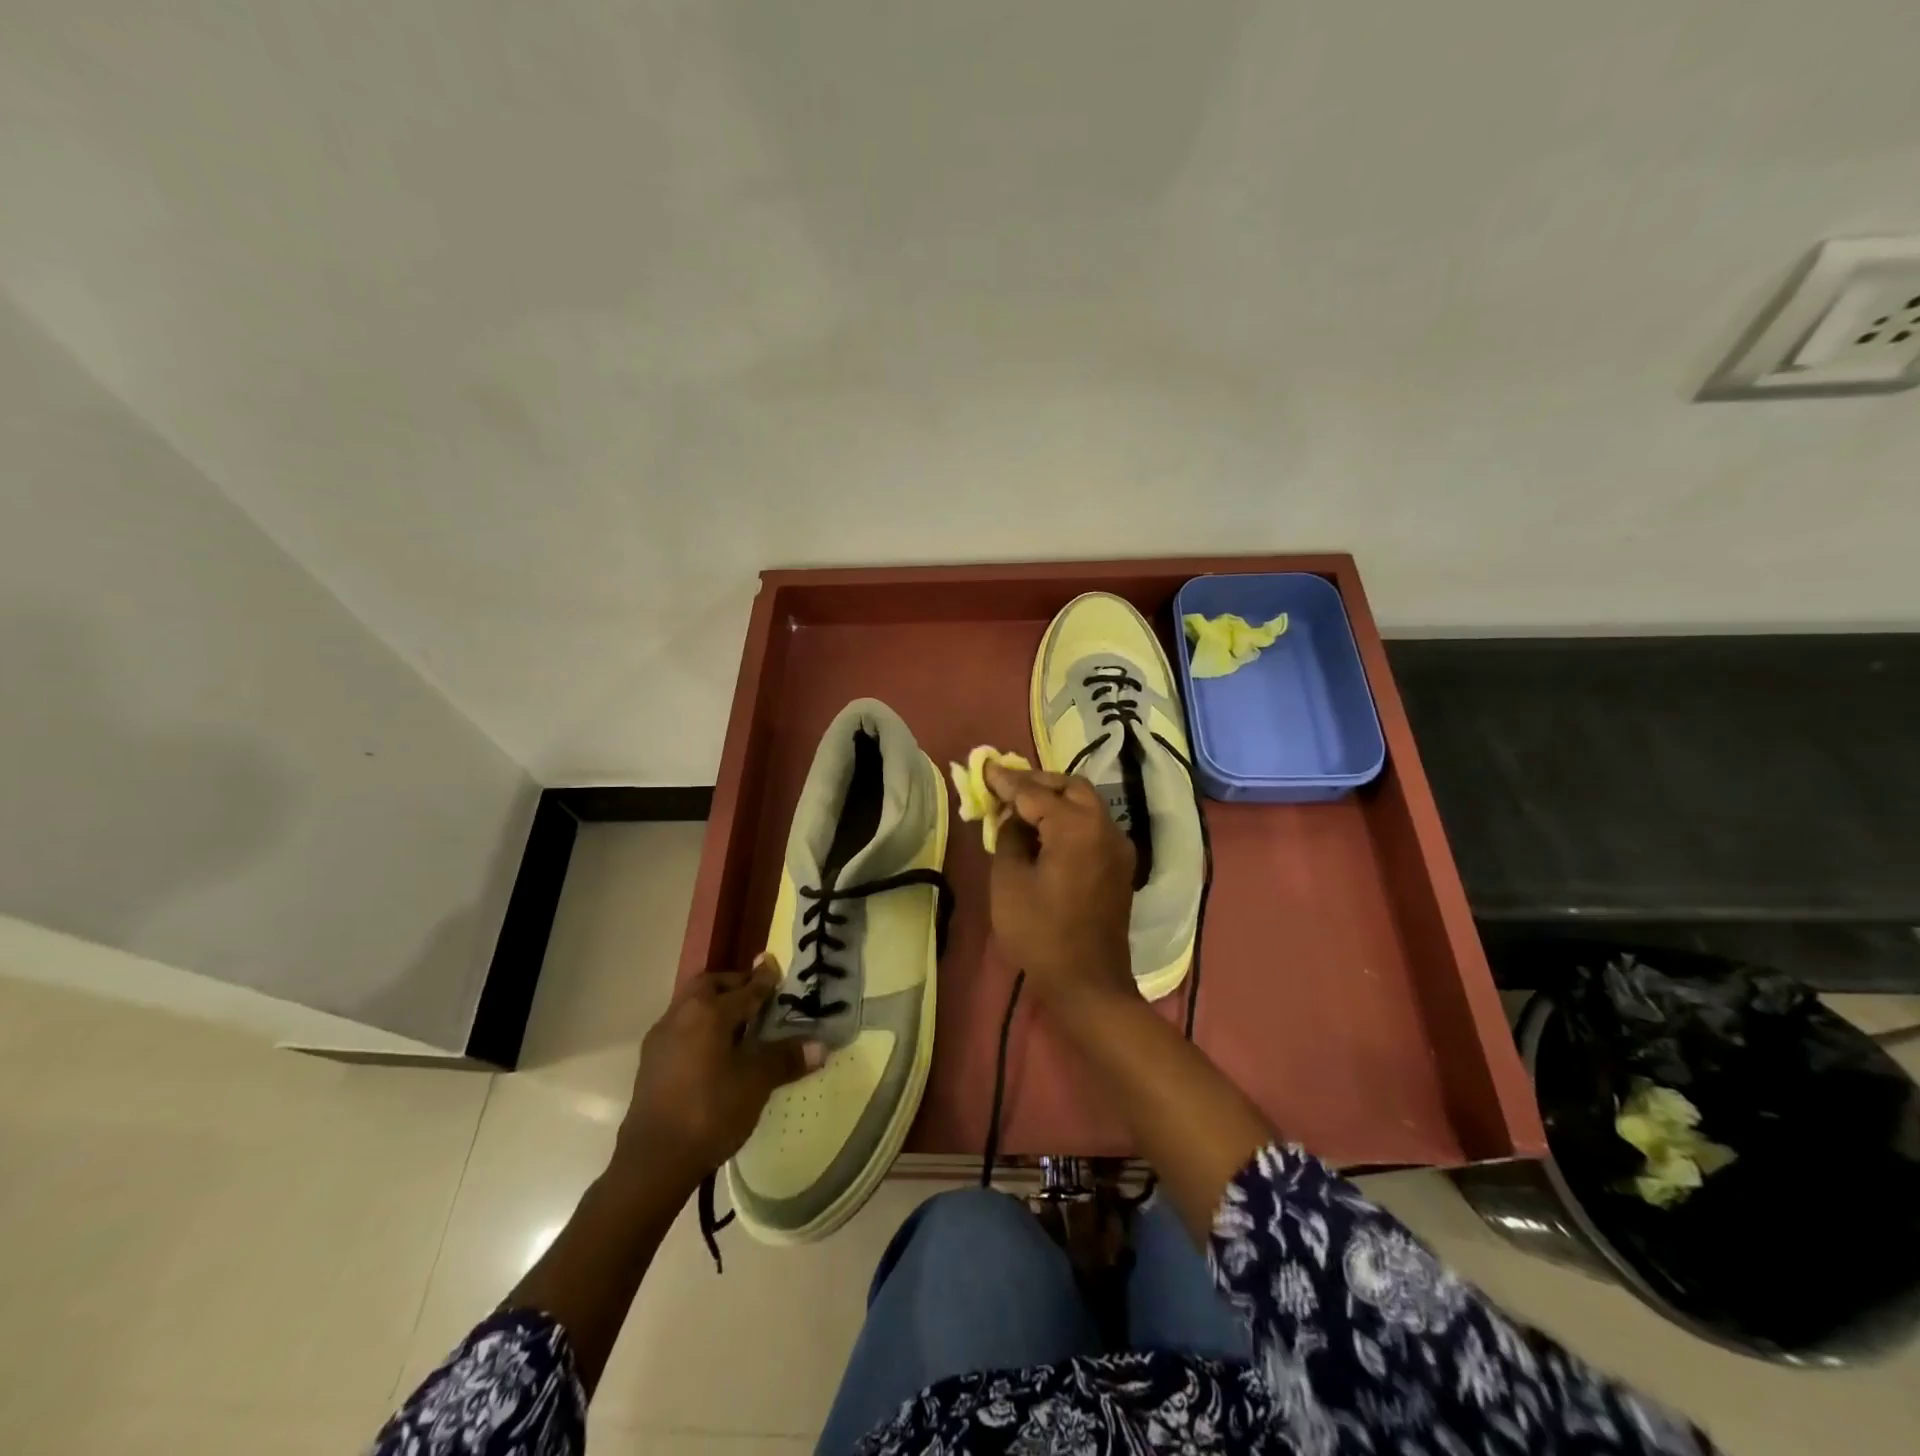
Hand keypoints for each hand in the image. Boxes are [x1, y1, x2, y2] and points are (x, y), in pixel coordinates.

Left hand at [617, 956, 823, 1183]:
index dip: (765, 979)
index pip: (746, 988)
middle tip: (757, 996)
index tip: (775, 966)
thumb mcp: (756, 1083)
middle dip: (734, 985)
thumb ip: (786, 1059)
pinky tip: (713, 1050)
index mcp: (709, 1012)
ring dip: (714, 1005)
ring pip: (691, 1005)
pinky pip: (680, 1028)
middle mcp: (681, 1015)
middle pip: (710, 986)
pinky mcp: (650, 1062)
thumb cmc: (710, 1112)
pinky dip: (700, 1026)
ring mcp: (660, 1038)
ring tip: (738, 1023)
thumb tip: (820, 1046)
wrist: (652, 1161)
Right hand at [982, 762, 1136, 1008]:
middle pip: (1070, 787)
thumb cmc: (1041, 934)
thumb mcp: (1009, 881)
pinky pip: (1093, 826)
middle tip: (1005, 787)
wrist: (1089, 983)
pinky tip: (1044, 831)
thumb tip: (1012, 816)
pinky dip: (1069, 818)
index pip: (1036, 792)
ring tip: (1020, 806)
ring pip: (1085, 804)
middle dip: (1036, 782)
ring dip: (1054, 799)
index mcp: (1077, 827)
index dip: (1007, 781)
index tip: (986, 767)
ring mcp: (1118, 846)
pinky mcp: (1120, 864)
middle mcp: (1105, 827)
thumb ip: (1009, 836)